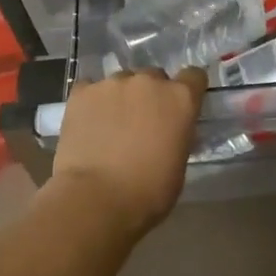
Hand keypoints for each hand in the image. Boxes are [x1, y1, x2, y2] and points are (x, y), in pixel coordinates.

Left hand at [47, 69, 205, 235]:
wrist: (96, 199)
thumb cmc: (148, 192)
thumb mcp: (179, 164)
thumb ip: (177, 135)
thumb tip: (170, 131)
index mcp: (180, 99)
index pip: (194, 76)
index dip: (188, 89)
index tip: (181, 106)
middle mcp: (148, 81)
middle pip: (154, 77)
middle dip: (151, 95)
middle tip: (142, 122)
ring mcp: (112, 83)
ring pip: (121, 82)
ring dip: (121, 97)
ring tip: (110, 125)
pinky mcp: (81, 92)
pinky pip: (90, 89)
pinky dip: (92, 102)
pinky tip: (88, 123)